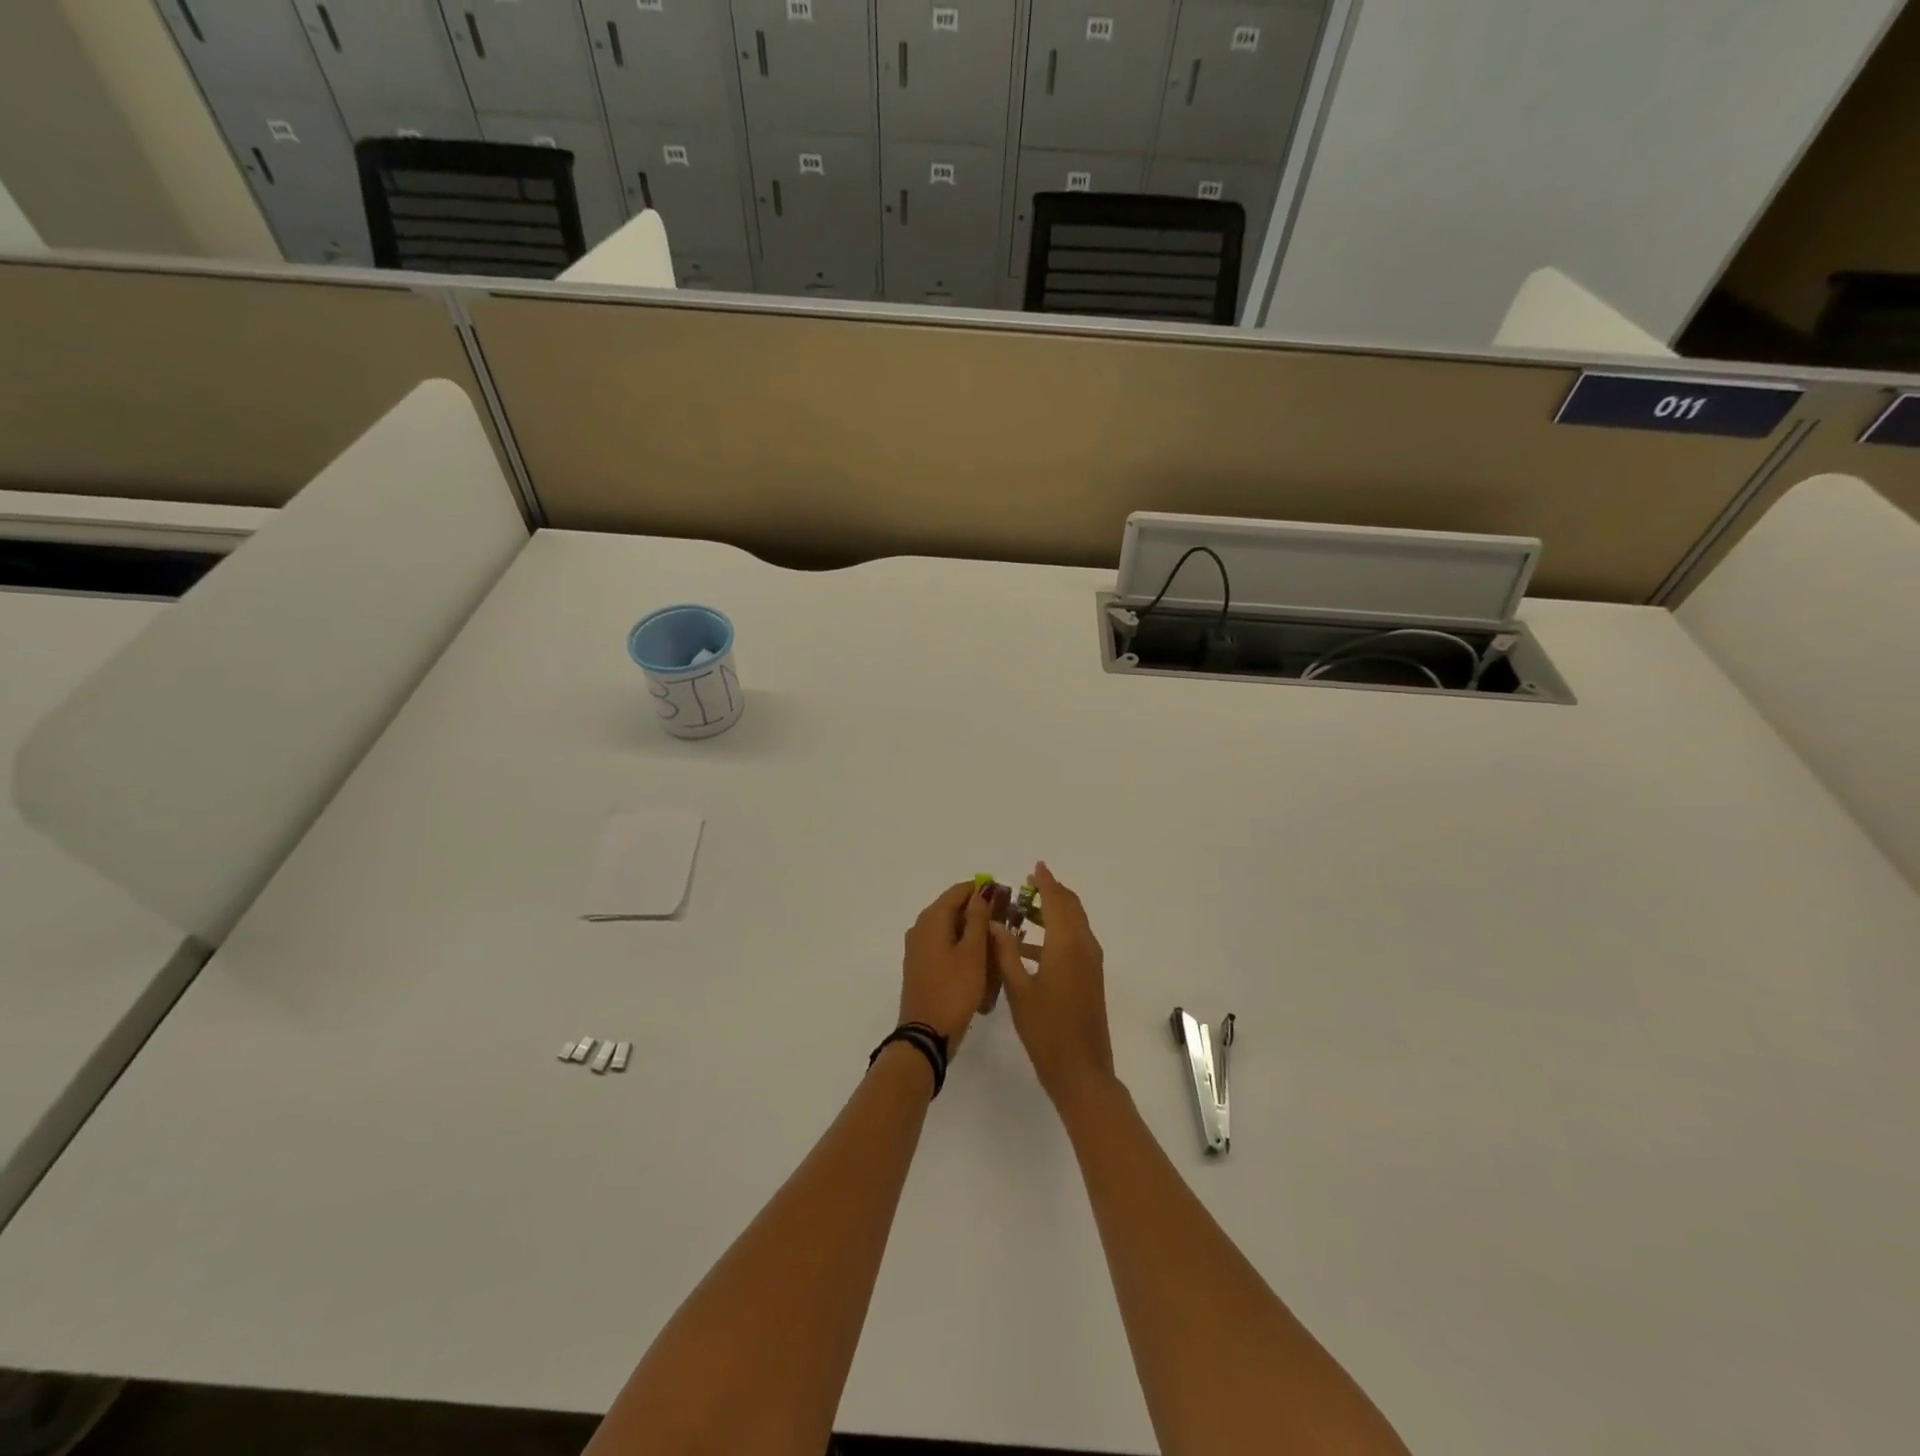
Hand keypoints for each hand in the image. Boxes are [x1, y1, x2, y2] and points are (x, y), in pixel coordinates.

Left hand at [899, 880, 993, 1052]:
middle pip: (952, 909)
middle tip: (1007, 923)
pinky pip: (944, 947)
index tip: (1005, 897)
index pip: (958, 891)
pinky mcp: (921, 967)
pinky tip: (981, 963)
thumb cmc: (954, 990)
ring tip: (998, 945)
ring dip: (972, 933)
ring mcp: (918, 949)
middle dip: (979, 913)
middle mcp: (920, 928)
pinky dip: (962, 949)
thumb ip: (978, 919)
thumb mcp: (973, 953)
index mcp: (931, 919)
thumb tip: (981, 893)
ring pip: (950, 930)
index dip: (981, 890)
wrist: (926, 1035)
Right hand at [990, 863, 1114, 1104]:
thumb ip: (1005, 953)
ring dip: (1053, 912)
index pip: (1056, 901)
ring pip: (1074, 924)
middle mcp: (1084, 947)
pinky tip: (1029, 946)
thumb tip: (995, 924)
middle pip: (1070, 908)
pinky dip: (1056, 933)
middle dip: (1051, 893)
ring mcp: (1091, 963)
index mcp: (1066, 945)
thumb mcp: (1018, 990)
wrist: (1082, 1071)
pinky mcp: (1090, 977)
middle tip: (1027, 885)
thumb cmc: (1046, 1030)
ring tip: (1023, 911)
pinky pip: (1075, 941)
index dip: (1045, 882)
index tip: (1034, 867)